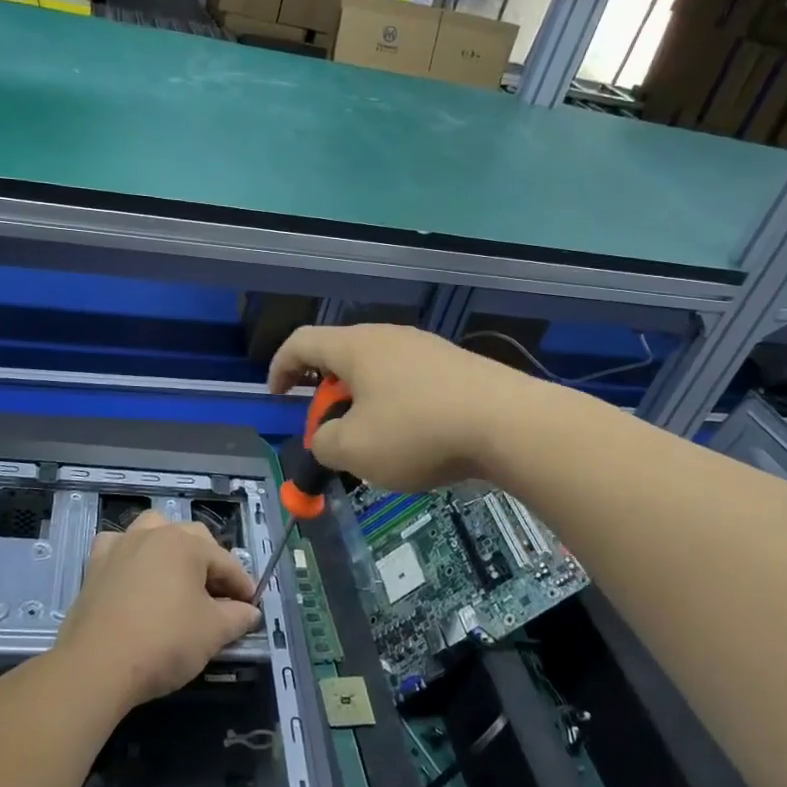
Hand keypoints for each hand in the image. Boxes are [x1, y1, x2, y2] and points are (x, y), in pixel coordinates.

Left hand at [56, 510, 261, 712]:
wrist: (98, 665)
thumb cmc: (164, 643)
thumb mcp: (212, 633)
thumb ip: (237, 617)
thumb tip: (250, 611)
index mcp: (187, 544)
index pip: (226, 561)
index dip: (243, 584)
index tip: (252, 606)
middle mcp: (155, 533)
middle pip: (193, 538)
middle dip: (210, 563)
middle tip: (219, 597)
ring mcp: (122, 545)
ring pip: (154, 529)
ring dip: (171, 546)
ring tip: (178, 574)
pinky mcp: (95, 564)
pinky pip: (119, 545)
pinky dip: (131, 553)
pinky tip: (135, 573)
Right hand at [268, 323, 532, 492]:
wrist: (509, 424)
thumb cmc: (418, 432)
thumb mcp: (354, 450)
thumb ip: (324, 443)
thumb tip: (328, 437)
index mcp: (356, 347)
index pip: (302, 342)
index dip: (280, 368)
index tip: (277, 397)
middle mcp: (389, 337)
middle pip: (341, 357)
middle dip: (326, 395)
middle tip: (330, 432)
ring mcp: (426, 348)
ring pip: (377, 372)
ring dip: (363, 404)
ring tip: (373, 443)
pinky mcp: (456, 366)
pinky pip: (409, 382)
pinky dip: (396, 407)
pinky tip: (415, 440)